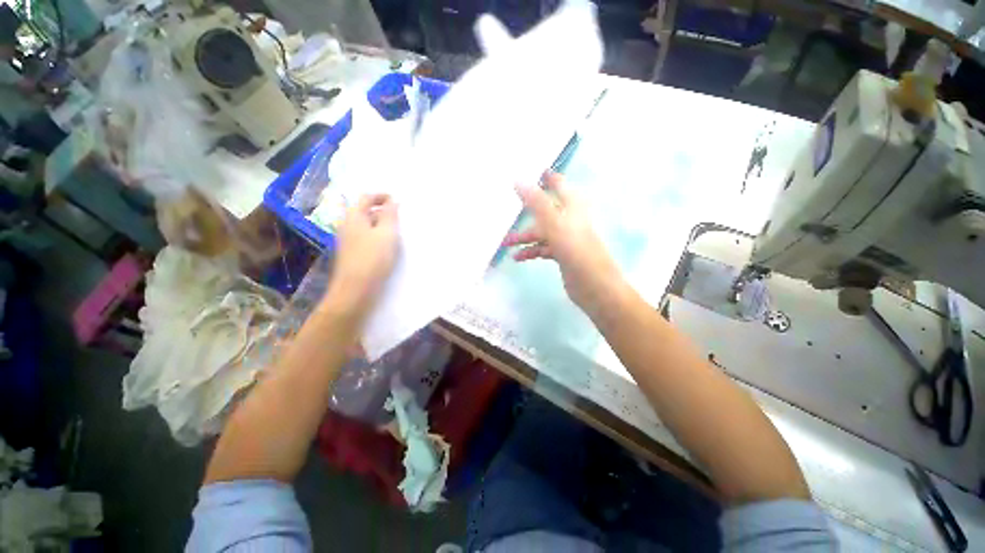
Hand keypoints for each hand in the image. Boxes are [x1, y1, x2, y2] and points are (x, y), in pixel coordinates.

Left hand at [323, 194, 398, 321]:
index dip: (382, 196)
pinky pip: (365, 236)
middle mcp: (347, 225)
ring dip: (380, 224)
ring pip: (365, 225)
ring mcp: (347, 240)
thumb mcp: (387, 234)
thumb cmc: (373, 258)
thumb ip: (390, 215)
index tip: (398, 201)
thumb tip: (393, 201)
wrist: (355, 290)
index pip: (366, 197)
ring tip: (396, 231)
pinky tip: (386, 245)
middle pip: (364, 210)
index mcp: (354, 216)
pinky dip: (376, 235)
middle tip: (400, 217)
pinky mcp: (351, 253)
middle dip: (381, 210)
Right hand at [504, 172, 624, 316]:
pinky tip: (518, 258)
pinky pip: (544, 248)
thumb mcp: (555, 224)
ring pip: (542, 232)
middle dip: (526, 213)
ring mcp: (567, 238)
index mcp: (573, 207)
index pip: (559, 185)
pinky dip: (531, 251)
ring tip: (505, 244)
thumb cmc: (577, 251)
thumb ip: (537, 203)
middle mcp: (570, 220)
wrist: (596, 286)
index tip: (533, 170)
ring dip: (525, 237)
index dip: (548, 177)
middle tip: (507, 211)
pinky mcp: (564, 254)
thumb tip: (518, 180)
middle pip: (545, 210)